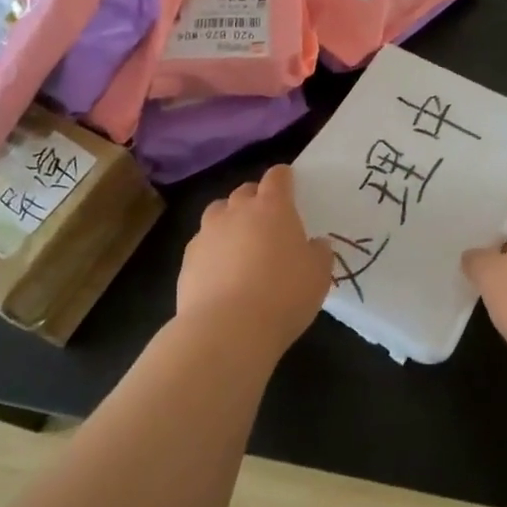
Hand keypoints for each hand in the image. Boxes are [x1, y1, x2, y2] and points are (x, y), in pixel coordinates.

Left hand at [178, 165, 332, 348]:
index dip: (283, 177)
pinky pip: (203, 244)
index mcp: (273, 208)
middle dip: (255, 198)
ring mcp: (207, 234)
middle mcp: (237, 212)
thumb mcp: (319, 275)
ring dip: (229, 220)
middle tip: (267, 218)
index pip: (277, 177)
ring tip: (240, 242)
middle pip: (244, 191)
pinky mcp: (188, 260)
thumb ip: (319, 253)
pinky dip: (213, 250)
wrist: (227, 329)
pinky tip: (221, 272)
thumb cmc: (284, 295)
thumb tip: (315, 244)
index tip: (289, 182)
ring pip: (218, 213)